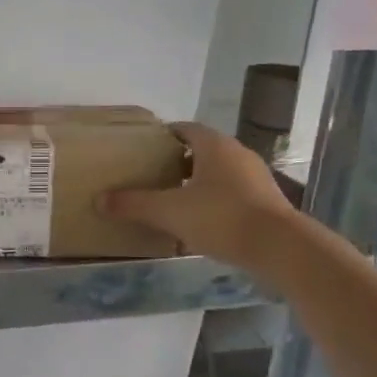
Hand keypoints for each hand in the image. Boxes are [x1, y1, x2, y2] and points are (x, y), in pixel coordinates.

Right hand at [98, 122, 295, 266]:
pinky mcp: (265, 201)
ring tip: (172, 201)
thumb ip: (133, 205)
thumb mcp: (169, 212)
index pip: (185, 129)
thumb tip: (98, 200)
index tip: (144, 150)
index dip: (163, 137)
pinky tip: (199, 223)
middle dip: (177, 162)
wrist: (278, 247)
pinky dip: (213, 202)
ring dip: (196, 184)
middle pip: (201, 151)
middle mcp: (237, 154)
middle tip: (152, 177)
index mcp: (214, 146)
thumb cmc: (221, 218)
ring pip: (218, 174)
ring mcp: (255, 177)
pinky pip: (231, 194)